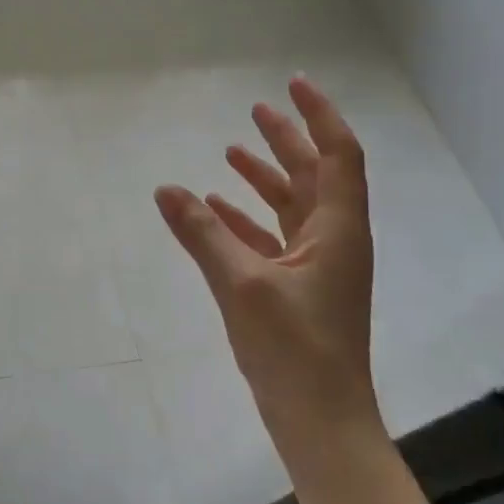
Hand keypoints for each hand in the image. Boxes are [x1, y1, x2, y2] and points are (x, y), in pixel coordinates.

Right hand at [154, 75, 381, 461]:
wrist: (319, 419)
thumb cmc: (292, 347)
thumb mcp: (241, 284)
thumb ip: (202, 233)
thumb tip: (166, 189)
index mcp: (337, 230)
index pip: (337, 155)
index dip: (318, 116)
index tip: (292, 84)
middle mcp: (333, 240)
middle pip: (313, 176)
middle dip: (287, 140)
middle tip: (256, 109)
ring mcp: (317, 266)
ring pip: (292, 207)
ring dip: (265, 179)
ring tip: (231, 152)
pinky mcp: (297, 289)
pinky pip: (272, 239)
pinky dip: (247, 220)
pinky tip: (216, 210)